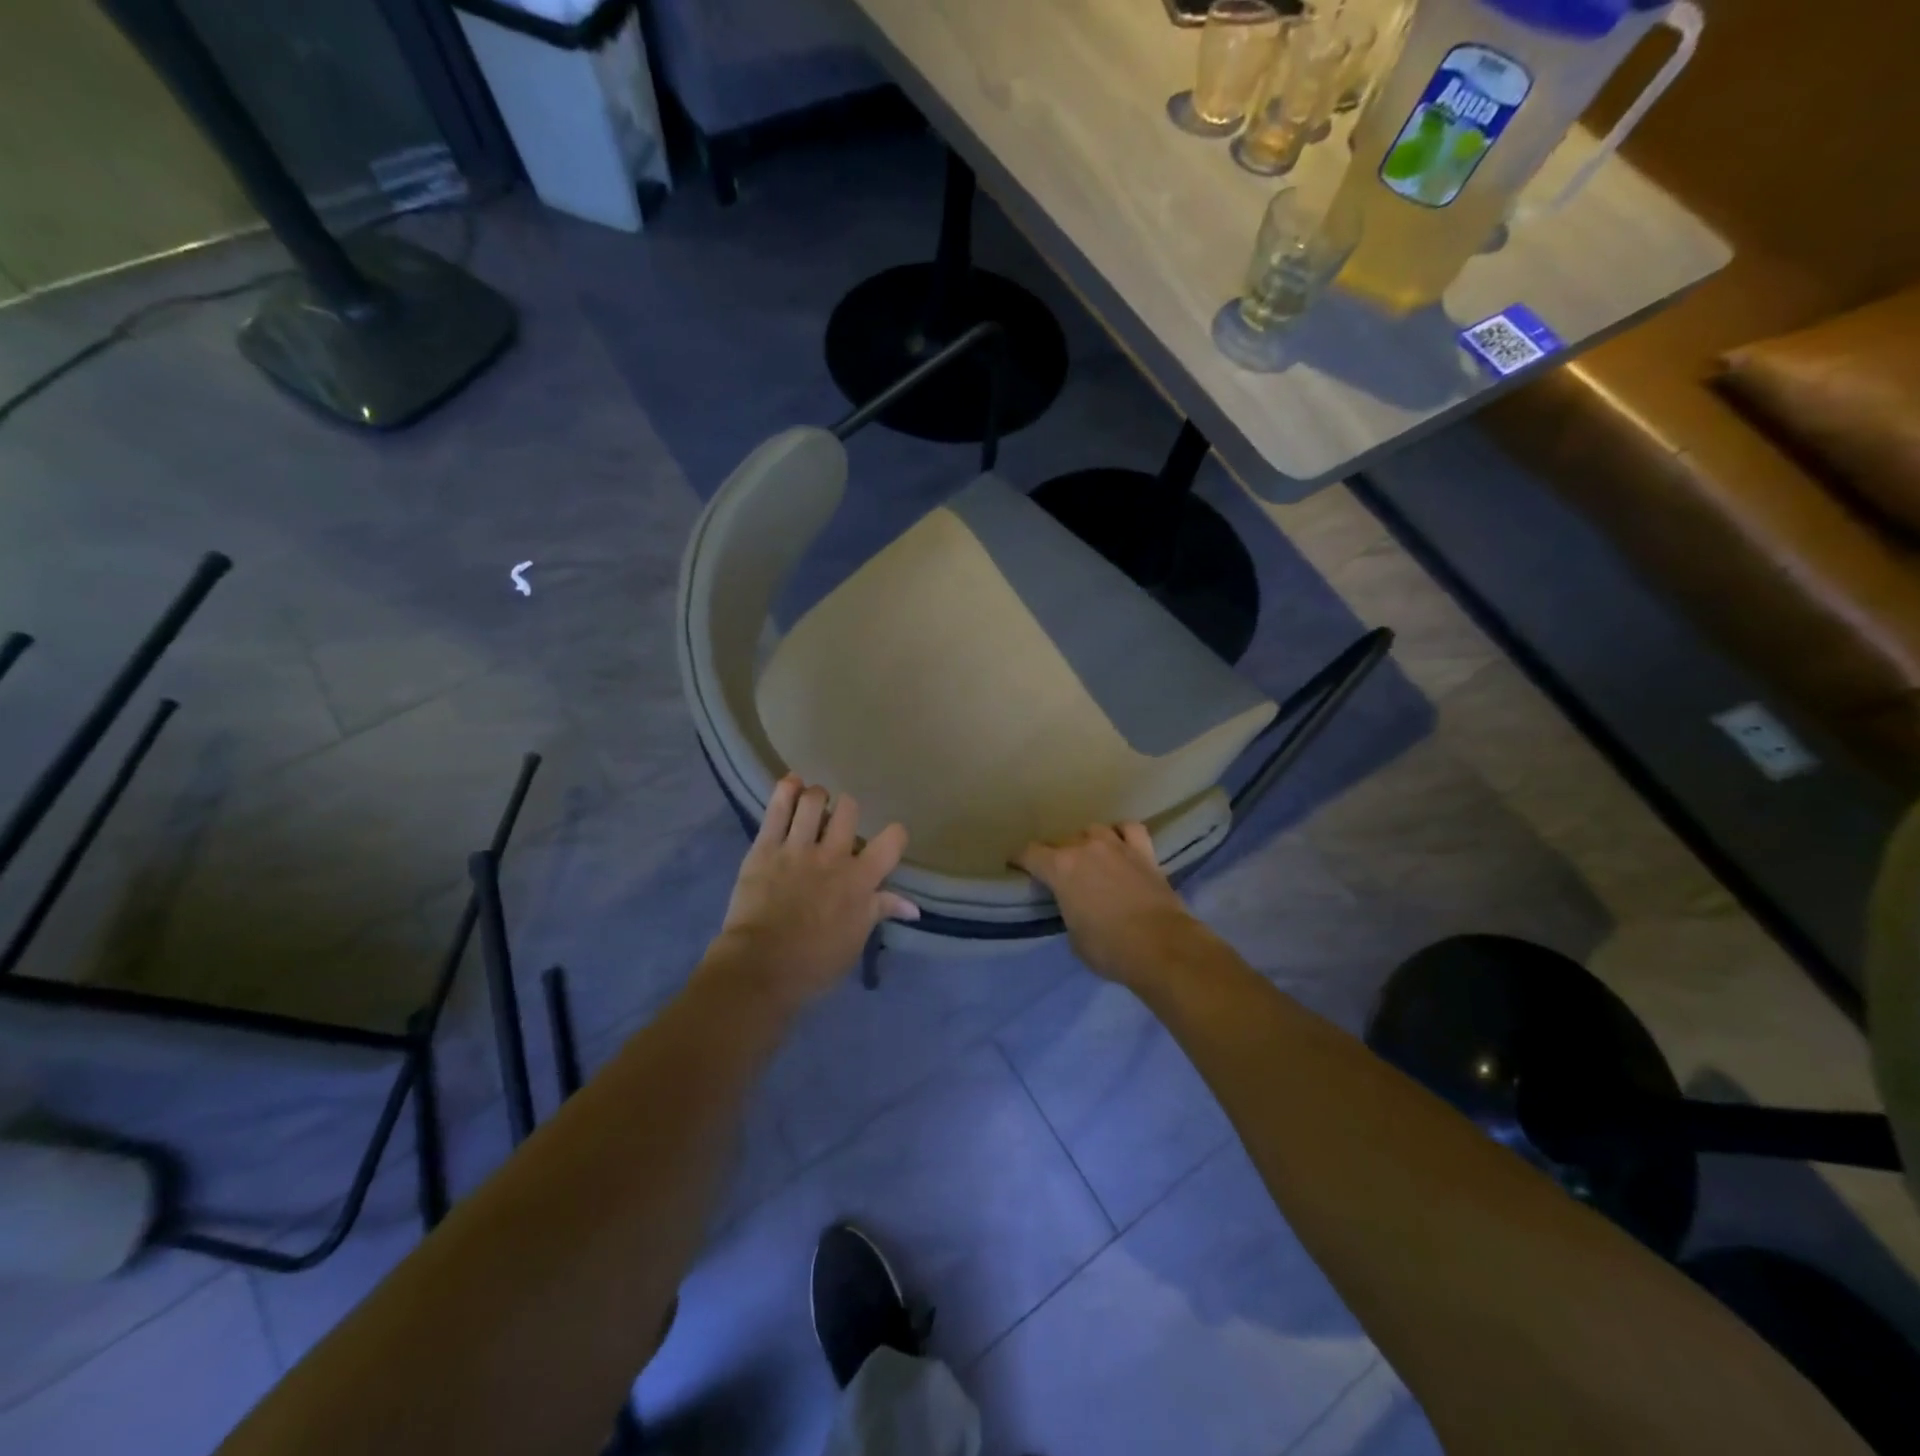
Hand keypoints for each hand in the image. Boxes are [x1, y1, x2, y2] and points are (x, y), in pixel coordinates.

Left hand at [703, 776, 916, 1010]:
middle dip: (847, 810)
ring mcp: (797, 848)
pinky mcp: (765, 847)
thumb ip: (880, 911)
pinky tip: (791, 784)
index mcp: (860, 880)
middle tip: (838, 823)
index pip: (892, 840)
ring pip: (813, 800)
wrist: (760, 967)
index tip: (887, 840)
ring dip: (816, 797)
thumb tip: (913, 907)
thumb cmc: (814, 963)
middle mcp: (833, 856)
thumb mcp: (855, 940)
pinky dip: (785, 790)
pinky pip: (777, 808)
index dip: (894, 835)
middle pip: (849, 809)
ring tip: (812, 805)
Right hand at [1019, 823, 1199, 987]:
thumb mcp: (1074, 936)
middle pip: (1062, 841)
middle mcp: (1085, 848)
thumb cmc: (1108, 948)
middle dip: (1056, 856)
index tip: (1016, 867)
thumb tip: (1076, 905)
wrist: (1161, 946)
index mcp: (1060, 868)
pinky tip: (1121, 844)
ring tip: (1090, 858)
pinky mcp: (1145, 852)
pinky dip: (1122, 834)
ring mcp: (1117, 846)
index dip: (1020, 860)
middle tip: (1059, 874)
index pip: (1030, 854)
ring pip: (1094, 830)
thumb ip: (1068, 910)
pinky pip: (1129, 829)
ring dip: (1087, 842)